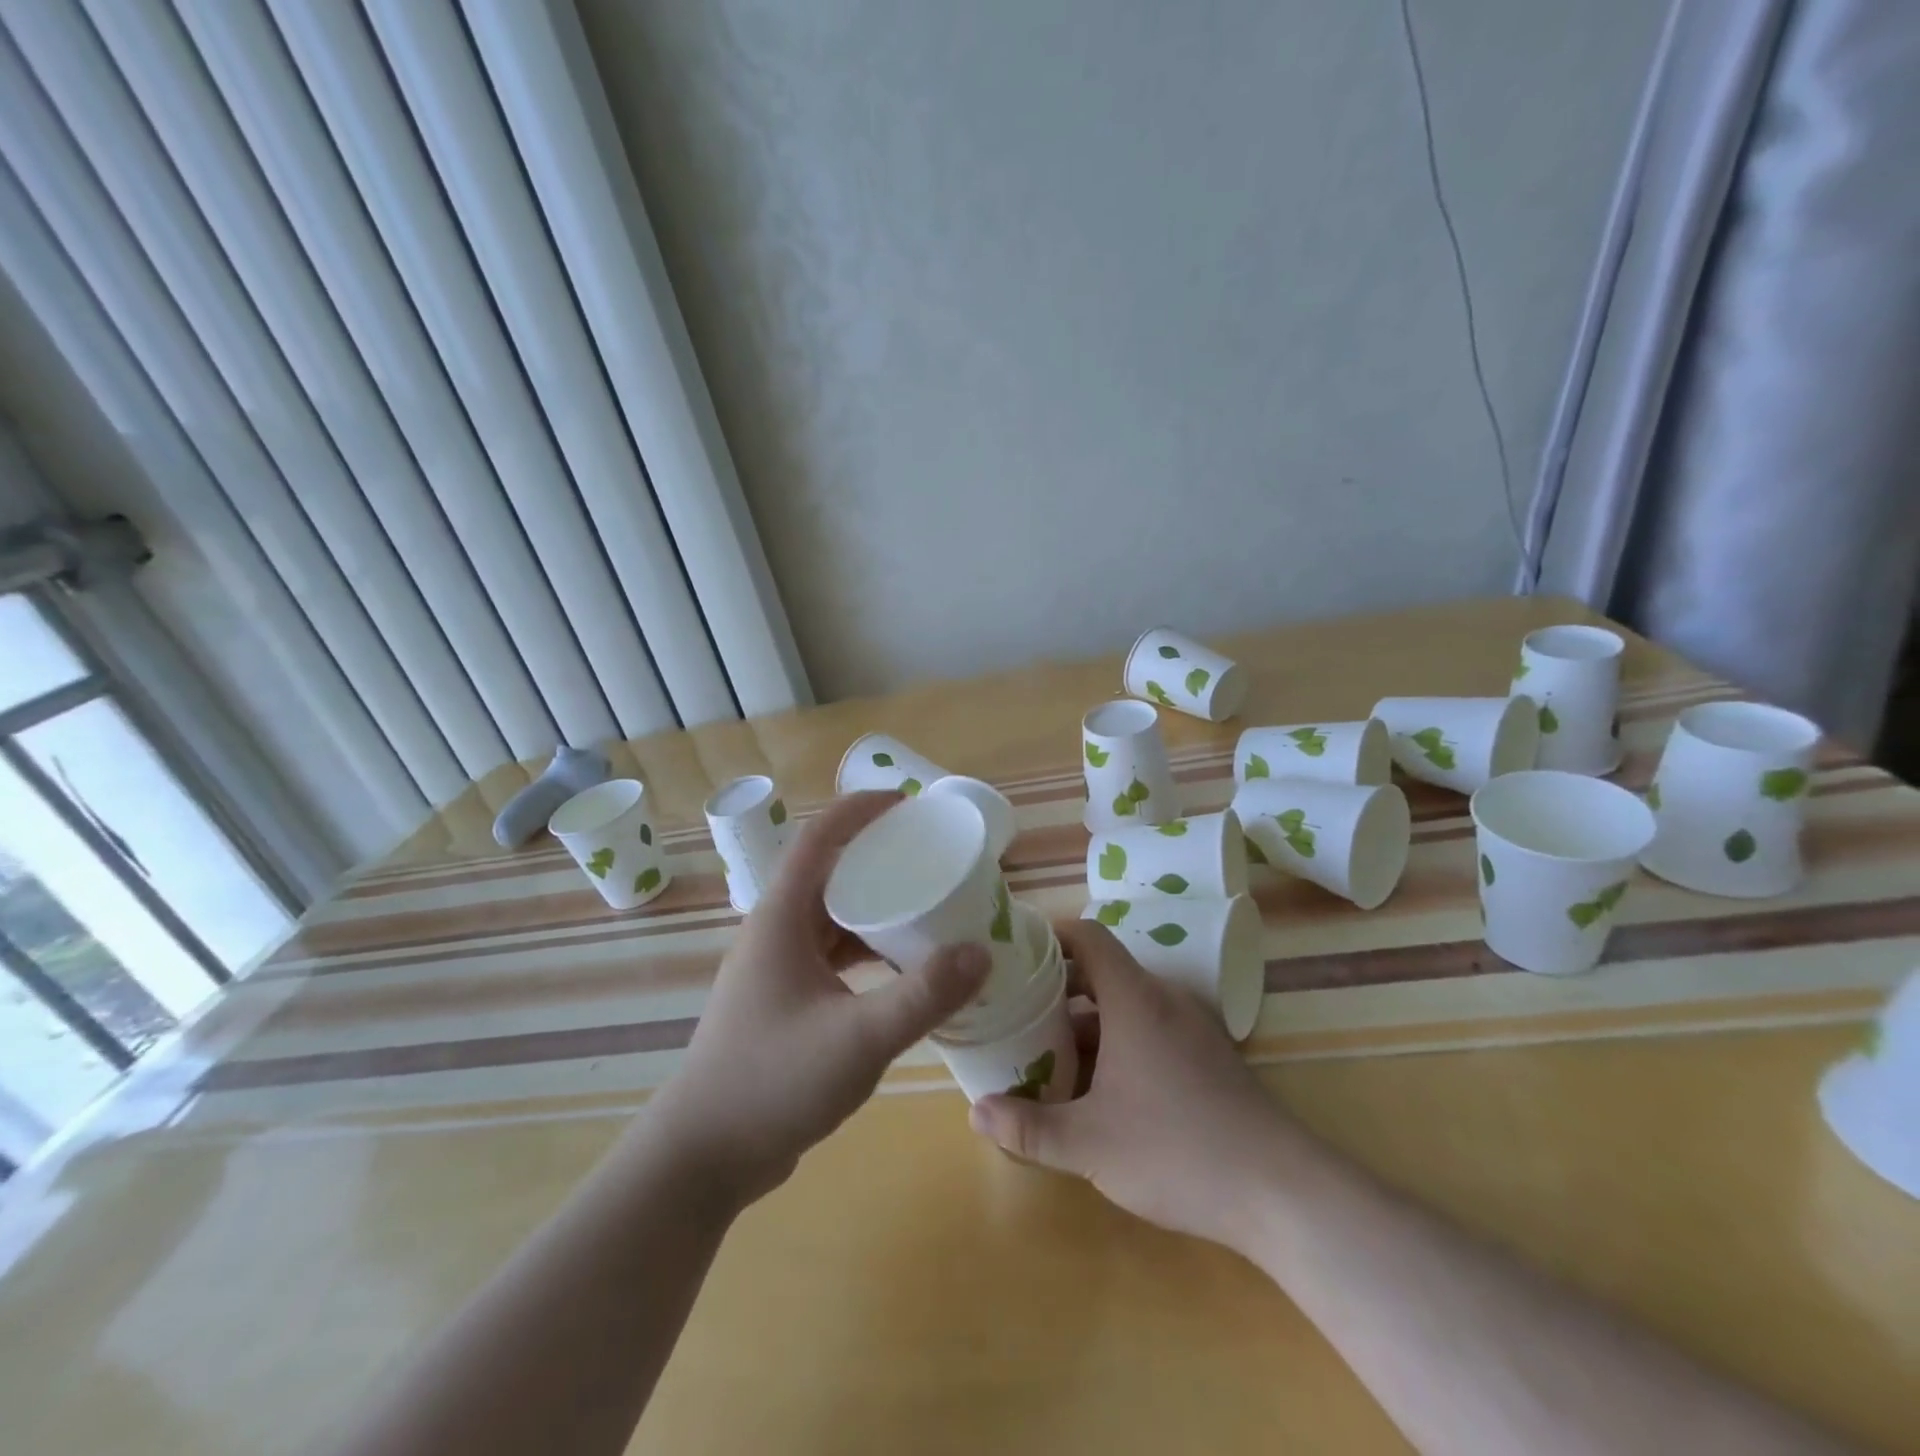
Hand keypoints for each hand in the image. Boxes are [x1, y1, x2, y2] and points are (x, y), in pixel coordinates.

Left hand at [649, 791, 988, 1210]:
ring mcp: (777, 969)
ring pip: (831, 917)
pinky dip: (867, 950)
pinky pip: (832, 955)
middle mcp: (776, 932)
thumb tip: (981, 952)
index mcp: (781, 918)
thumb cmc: (773, 1082)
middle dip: (877, 857)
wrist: (704, 1157)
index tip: (906, 802)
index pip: (818, 838)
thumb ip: (923, 996)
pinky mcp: (785, 1001)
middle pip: (828, 873)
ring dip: (874, 907)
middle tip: (930, 857)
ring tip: (926, 907)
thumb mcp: (859, 1039)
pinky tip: (902, 970)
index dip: (859, 810)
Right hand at [968, 920, 1304, 1253]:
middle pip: (1103, 971)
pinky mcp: (1208, 1057)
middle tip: (1016, 1009)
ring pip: (1126, 1005)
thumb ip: (1029, 1127)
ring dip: (1086, 1021)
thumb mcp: (1089, 1144)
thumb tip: (976, 1113)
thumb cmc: (1176, 1149)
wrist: (1280, 1191)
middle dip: (1057, 987)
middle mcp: (1164, 1000)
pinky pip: (1150, 1029)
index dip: (1051, 935)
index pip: (1088, 937)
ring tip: (1046, 1051)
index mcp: (1135, 998)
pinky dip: (1116, 1041)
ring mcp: (1191, 1028)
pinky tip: (1098, 1087)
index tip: (1015, 952)